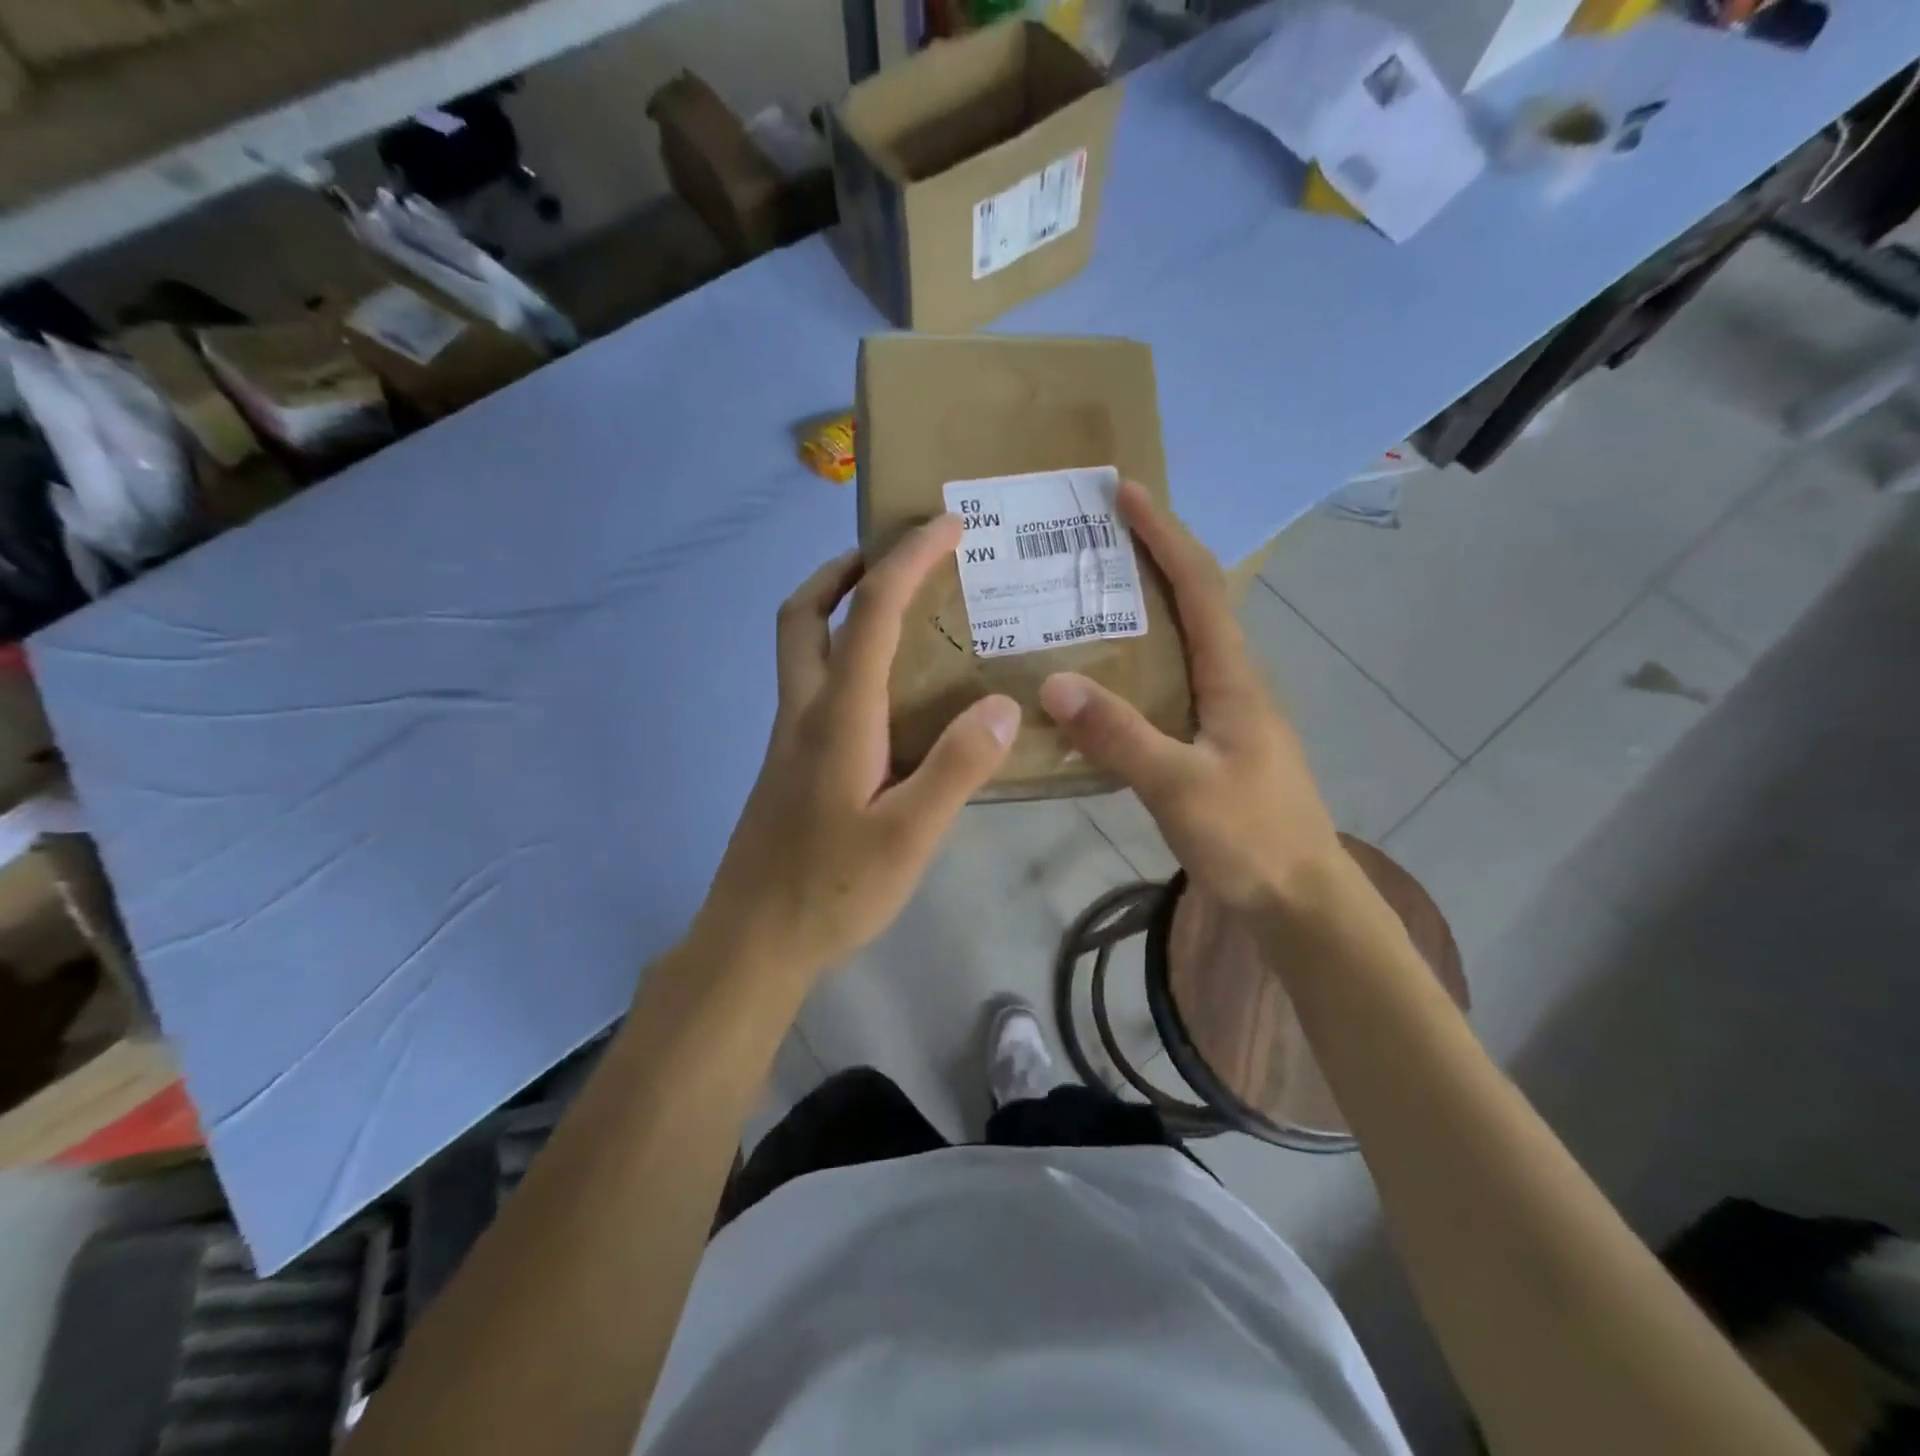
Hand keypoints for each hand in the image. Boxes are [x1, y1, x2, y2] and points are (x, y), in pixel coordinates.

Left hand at [694, 516, 1020, 983]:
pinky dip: (843, 660)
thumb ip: (958, 766)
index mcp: (837, 717)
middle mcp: (805, 712)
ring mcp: (790, 740)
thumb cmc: (833, 890)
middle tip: (892, 559)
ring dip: (837, 610)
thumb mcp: (910, 835)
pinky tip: (888, 699)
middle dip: (844, 569)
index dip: (908, 560)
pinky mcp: (790, 766)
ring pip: (800, 649)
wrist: (754, 942)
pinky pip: (814, 687)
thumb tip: (1004, 704)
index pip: (873, 614)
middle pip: (804, 614)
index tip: (947, 524)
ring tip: (896, 615)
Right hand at [1038, 481, 1340, 913]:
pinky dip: (1134, 665)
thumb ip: (1119, 737)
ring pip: (1179, 645)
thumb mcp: (1181, 787)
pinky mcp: (1210, 744)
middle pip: (1191, 603)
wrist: (1298, 900)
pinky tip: (1100, 682)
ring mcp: (1223, 715)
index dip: (1164, 536)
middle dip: (1149, 560)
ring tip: (1084, 599)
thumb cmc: (1251, 838)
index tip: (1126, 493)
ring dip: (1140, 611)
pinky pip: (1167, 685)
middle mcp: (1231, 684)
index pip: (1198, 587)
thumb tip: (1053, 683)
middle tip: (1091, 541)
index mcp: (1232, 678)